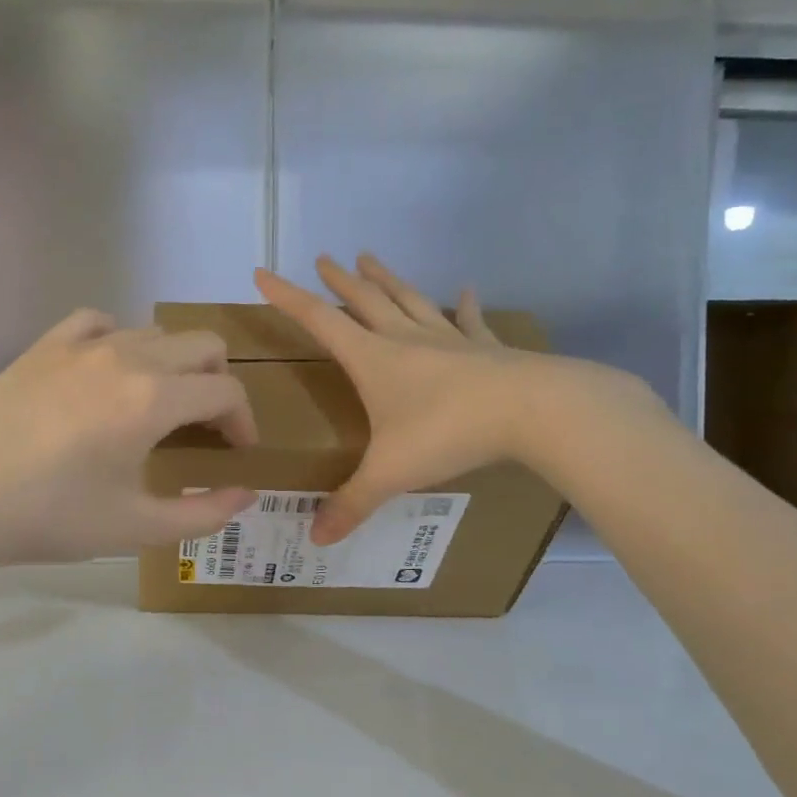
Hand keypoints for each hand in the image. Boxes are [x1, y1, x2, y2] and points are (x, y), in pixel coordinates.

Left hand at [0, 308, 258, 567]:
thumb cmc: (52, 517)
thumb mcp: (137, 527)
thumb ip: (203, 513)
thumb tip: (247, 493)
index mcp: (153, 399)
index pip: (225, 390)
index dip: (243, 420)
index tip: (237, 451)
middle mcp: (126, 356)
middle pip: (202, 345)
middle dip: (218, 383)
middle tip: (206, 427)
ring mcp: (81, 344)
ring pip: (154, 332)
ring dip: (173, 365)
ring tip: (157, 406)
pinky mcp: (45, 344)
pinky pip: (99, 321)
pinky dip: (120, 341)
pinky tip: (109, 372)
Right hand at [254, 253, 545, 542]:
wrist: (533, 411)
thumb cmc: (448, 433)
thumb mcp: (389, 473)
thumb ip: (351, 503)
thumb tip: (314, 539)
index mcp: (373, 360)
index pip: (319, 321)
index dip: (288, 298)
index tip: (263, 274)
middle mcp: (405, 340)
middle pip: (365, 301)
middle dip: (340, 281)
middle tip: (324, 258)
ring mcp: (448, 340)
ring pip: (409, 300)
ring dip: (387, 280)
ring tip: (370, 258)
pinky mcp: (485, 349)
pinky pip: (469, 320)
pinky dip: (464, 305)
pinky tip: (465, 289)